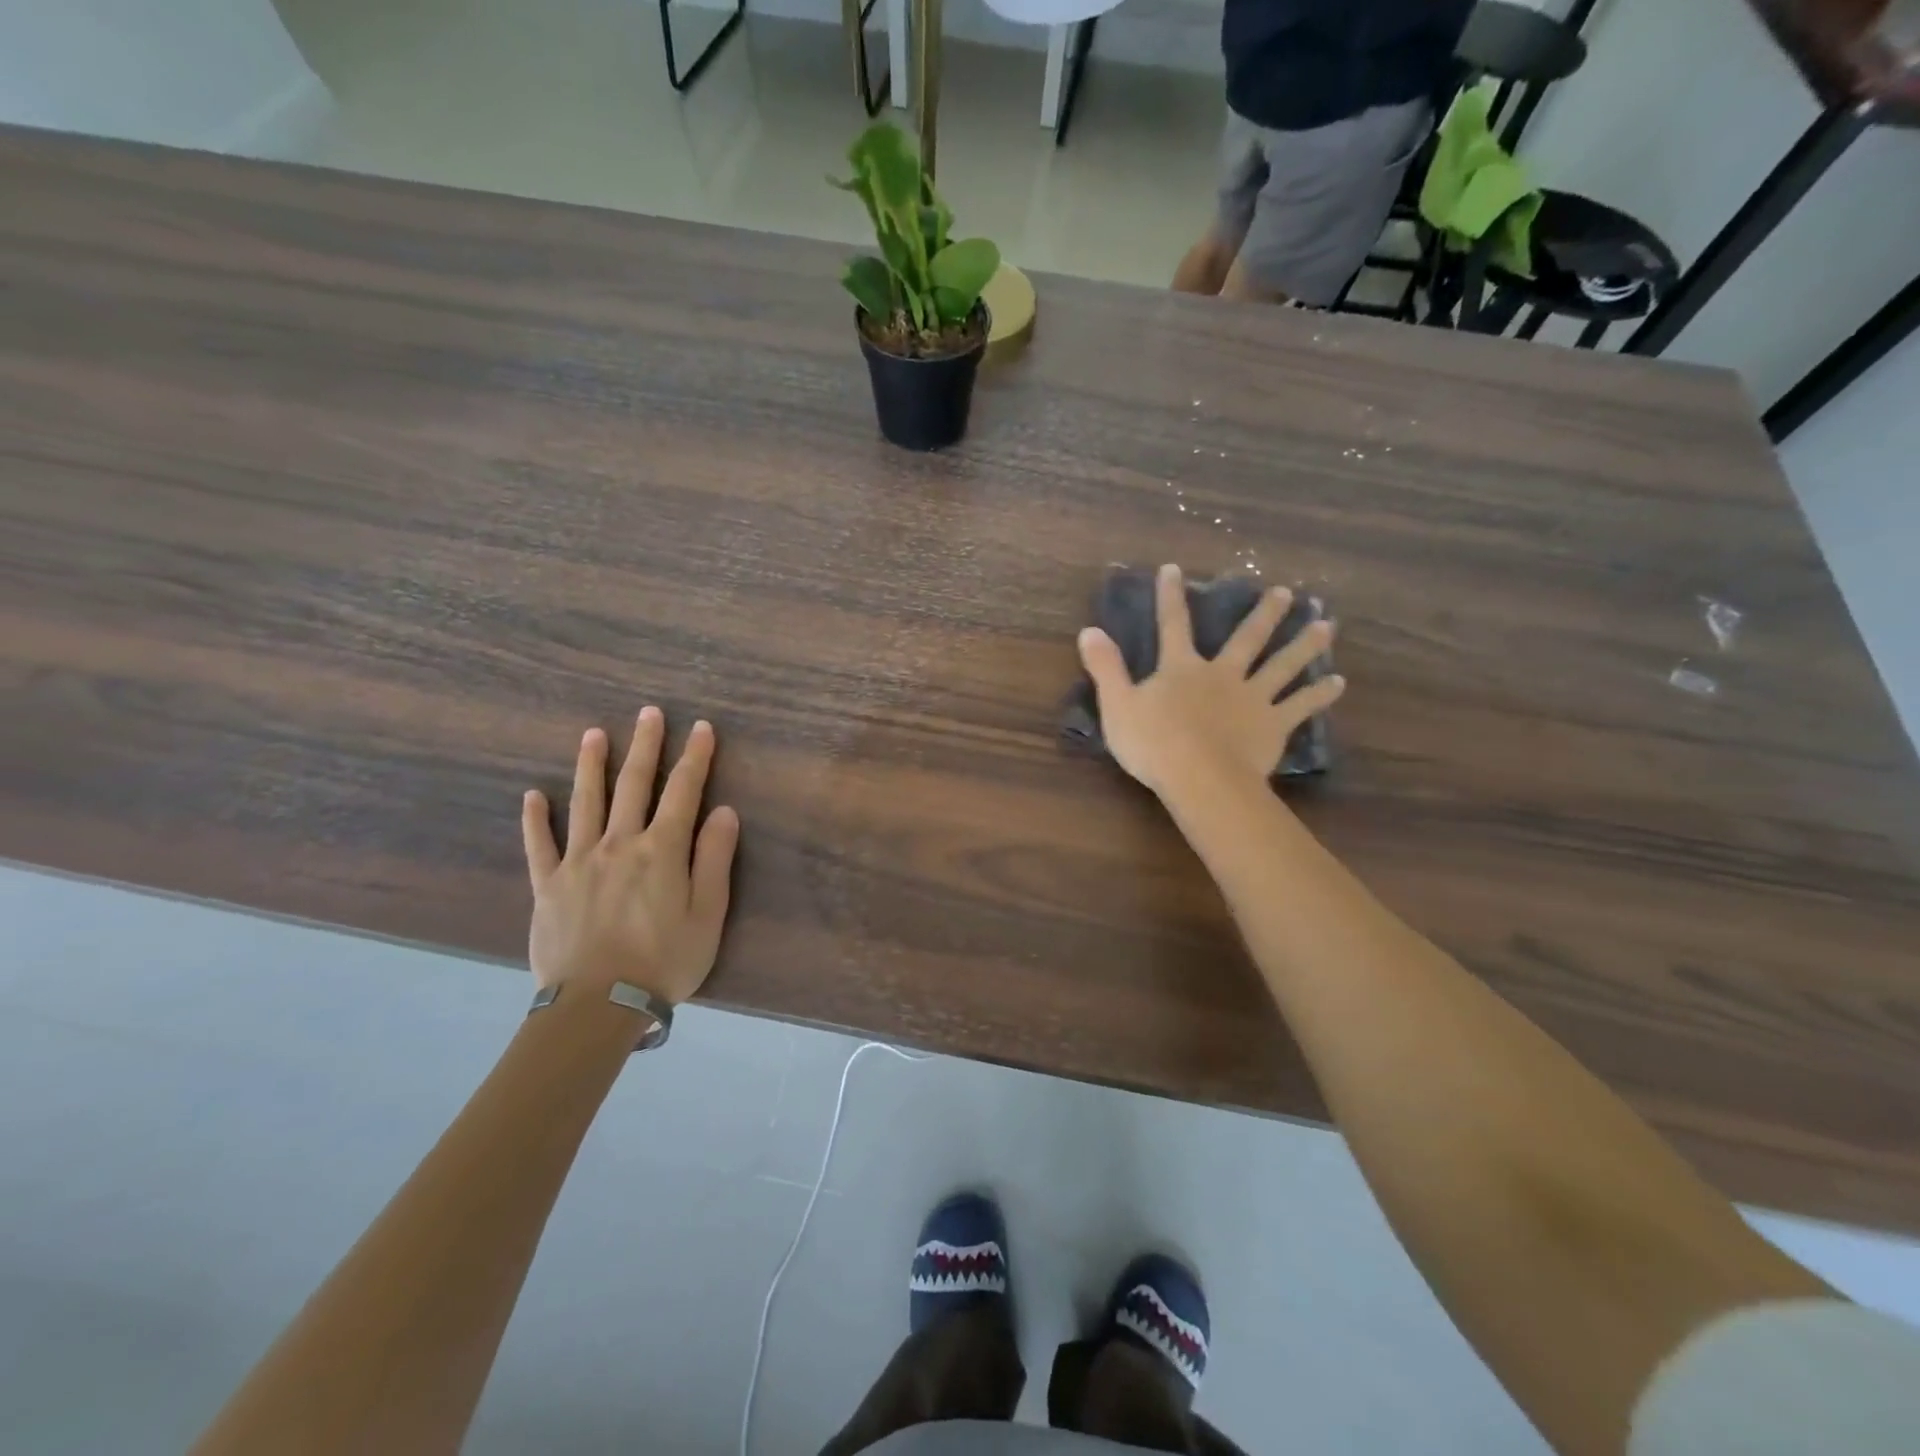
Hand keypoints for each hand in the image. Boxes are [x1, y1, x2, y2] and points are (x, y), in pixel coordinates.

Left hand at [521, 708, 739, 1004]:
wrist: (596, 1006)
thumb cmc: (664, 961)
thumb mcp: (708, 914)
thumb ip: (714, 859)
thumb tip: (724, 811)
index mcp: (662, 850)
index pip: (683, 791)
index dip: (695, 757)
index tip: (701, 728)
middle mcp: (619, 844)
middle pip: (633, 785)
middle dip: (644, 746)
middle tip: (648, 713)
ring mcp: (579, 862)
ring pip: (585, 802)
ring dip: (591, 765)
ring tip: (594, 734)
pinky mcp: (548, 886)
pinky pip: (539, 845)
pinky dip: (536, 819)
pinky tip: (533, 795)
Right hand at [1076, 563, 1343, 803]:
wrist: (1199, 778)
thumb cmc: (1153, 744)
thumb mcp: (1117, 704)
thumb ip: (1106, 667)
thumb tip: (1088, 631)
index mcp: (1182, 669)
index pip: (1173, 625)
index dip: (1171, 597)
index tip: (1174, 569)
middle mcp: (1222, 675)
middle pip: (1247, 639)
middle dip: (1264, 614)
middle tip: (1286, 593)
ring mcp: (1252, 698)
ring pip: (1282, 665)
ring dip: (1305, 644)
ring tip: (1327, 625)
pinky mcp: (1273, 725)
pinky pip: (1300, 706)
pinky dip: (1320, 695)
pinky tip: (1339, 683)